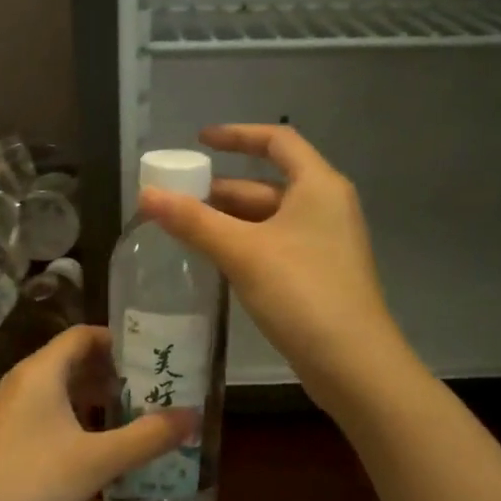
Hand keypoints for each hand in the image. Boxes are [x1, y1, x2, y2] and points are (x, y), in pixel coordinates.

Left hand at [0, 325, 192, 500]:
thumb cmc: (33, 482)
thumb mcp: (97, 460)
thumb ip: (147, 436)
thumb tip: (194, 416)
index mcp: (42, 371)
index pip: (83, 335)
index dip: (118, 340)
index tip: (152, 355)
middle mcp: (24, 379)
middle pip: (73, 359)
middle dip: (112, 370)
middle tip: (152, 385)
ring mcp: (11, 407)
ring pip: (60, 386)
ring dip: (95, 394)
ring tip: (134, 411)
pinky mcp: (6, 432)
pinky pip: (48, 407)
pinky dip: (76, 413)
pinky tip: (98, 440)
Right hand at [139, 123, 401, 407]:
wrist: (354, 366)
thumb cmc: (302, 293)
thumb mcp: (243, 252)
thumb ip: (194, 221)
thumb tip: (146, 195)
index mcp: (318, 186)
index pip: (277, 141)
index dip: (237, 135)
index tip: (199, 142)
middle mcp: (325, 206)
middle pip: (267, 182)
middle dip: (222, 188)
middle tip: (177, 196)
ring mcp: (324, 242)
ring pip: (268, 217)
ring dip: (228, 219)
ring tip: (183, 226)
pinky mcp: (318, 274)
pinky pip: (274, 244)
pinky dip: (243, 243)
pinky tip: (213, 257)